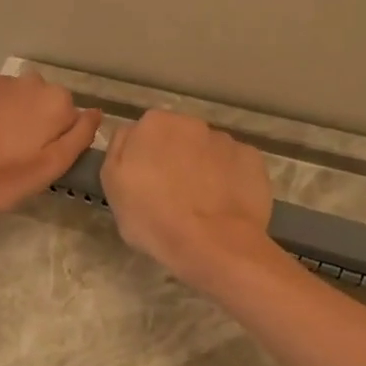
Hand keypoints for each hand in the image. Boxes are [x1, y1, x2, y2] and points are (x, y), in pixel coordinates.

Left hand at [0, 73, 100, 211]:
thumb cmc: (0, 175)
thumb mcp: (49, 167)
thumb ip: (79, 137)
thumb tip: (96, 112)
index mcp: (56, 102)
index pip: (72, 119)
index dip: (59, 141)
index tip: (40, 160)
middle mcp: (33, 81)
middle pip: (46, 104)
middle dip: (38, 124)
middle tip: (17, 155)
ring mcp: (1, 79)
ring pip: (20, 98)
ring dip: (14, 115)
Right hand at [101, 109, 277, 286]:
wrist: (213, 244)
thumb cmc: (153, 218)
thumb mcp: (113, 186)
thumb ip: (119, 151)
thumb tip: (130, 135)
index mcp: (154, 124)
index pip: (145, 134)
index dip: (145, 159)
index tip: (146, 183)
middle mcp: (191, 122)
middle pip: (179, 138)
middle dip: (176, 159)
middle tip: (173, 195)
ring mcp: (226, 140)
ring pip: (209, 151)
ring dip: (204, 168)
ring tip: (204, 204)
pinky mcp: (253, 158)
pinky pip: (235, 165)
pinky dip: (230, 179)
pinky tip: (226, 204)